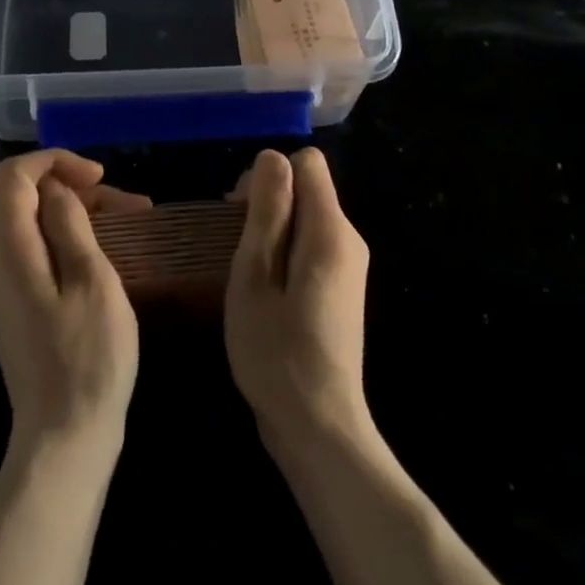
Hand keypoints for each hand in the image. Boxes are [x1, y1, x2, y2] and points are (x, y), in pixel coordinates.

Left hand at [0, 150, 150, 461]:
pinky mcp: (18, 310)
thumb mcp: (92, 281)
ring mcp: (5, 290)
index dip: (57, 161)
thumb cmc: (86, 359)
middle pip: (29, 200)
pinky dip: (73, 243)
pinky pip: (40, 256)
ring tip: (134, 225)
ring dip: (82, 216)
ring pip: (38, 227)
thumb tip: (57, 190)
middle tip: (133, 206)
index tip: (100, 177)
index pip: (16, 175)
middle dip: (79, 190)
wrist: (63, 443)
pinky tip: (109, 257)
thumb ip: (70, 225)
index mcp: (10, 250)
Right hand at [225, 148, 371, 449]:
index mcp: (330, 230)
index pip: (308, 162)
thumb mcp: (255, 275)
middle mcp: (349, 239)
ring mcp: (350, 267)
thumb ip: (267, 211)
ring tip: (245, 271)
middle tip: (235, 245)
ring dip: (272, 229)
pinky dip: (285, 252)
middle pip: (308, 188)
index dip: (269, 175)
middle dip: (268, 202)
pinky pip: (312, 245)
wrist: (319, 428)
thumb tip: (272, 156)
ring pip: (307, 217)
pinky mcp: (342, 289)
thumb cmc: (276, 351)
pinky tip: (264, 289)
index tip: (240, 211)